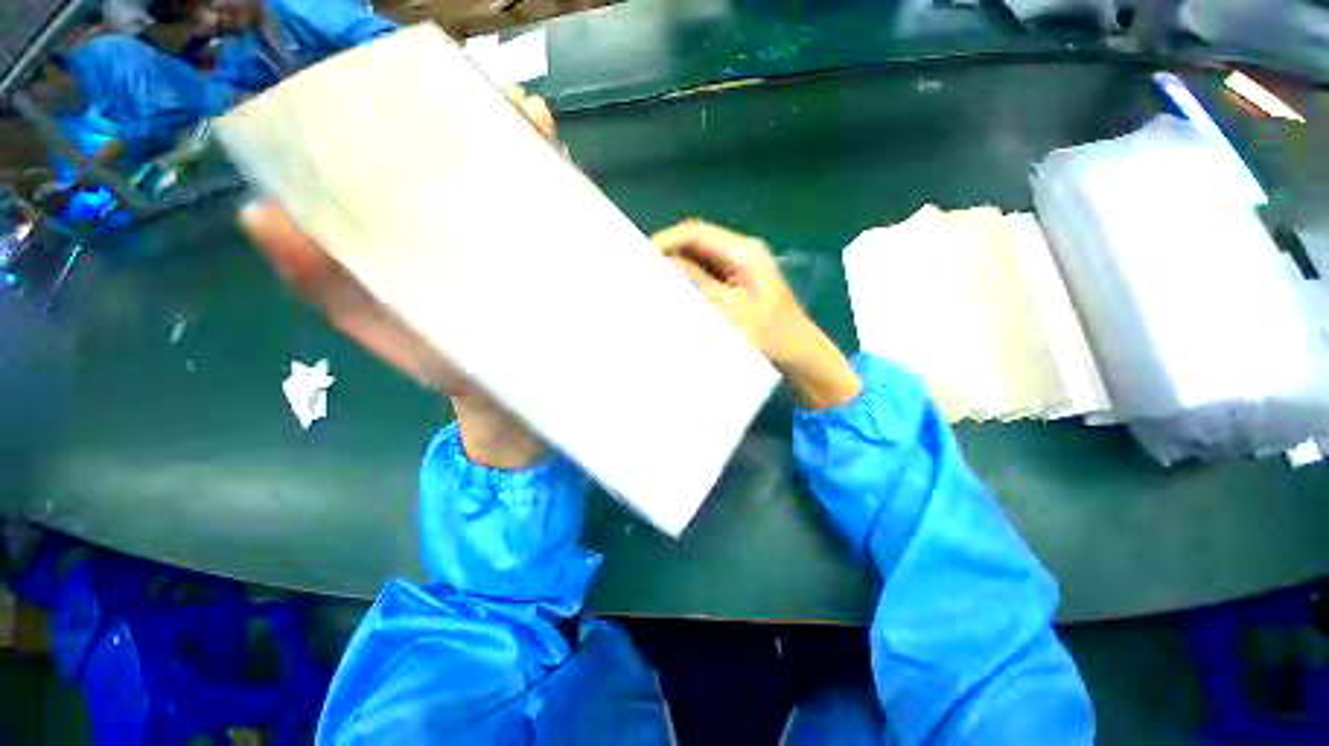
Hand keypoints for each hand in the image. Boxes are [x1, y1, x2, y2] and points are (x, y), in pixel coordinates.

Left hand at [235, 86, 563, 467]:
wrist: (506, 399)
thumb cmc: (441, 364)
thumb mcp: (374, 324)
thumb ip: (323, 282)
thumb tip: (262, 212)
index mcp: (422, 228)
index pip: (416, 158)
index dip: (418, 116)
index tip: (426, 83)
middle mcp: (474, 223)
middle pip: (481, 160)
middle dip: (491, 122)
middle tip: (501, 99)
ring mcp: (521, 241)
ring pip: (526, 181)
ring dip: (532, 147)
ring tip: (537, 122)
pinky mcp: (557, 261)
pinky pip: (562, 218)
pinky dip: (565, 189)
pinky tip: (566, 166)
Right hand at [652, 220, 861, 408]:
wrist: (800, 356)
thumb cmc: (771, 336)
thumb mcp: (732, 312)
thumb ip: (699, 285)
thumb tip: (666, 265)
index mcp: (744, 252)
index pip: (695, 233)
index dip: (665, 241)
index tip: (640, 259)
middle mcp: (742, 251)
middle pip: (696, 241)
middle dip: (668, 253)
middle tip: (642, 273)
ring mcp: (741, 266)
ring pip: (699, 257)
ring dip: (677, 267)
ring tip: (653, 283)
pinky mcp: (738, 281)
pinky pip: (706, 273)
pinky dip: (688, 280)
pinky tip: (675, 293)